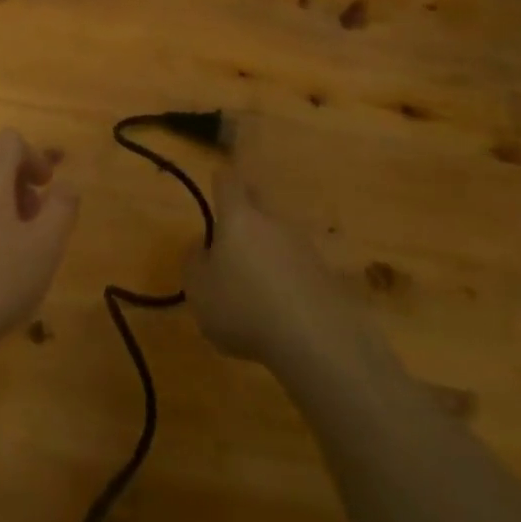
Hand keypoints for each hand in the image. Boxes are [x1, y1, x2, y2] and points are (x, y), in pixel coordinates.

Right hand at [185, 169, 359, 370]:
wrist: (315, 340)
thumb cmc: (243, 307)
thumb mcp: (199, 290)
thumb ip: (195, 263)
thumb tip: (203, 247)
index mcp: (238, 218)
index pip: (228, 183)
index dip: (221, 181)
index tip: (216, 184)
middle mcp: (273, 223)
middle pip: (259, 202)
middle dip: (247, 208)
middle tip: (232, 226)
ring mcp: (304, 247)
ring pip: (279, 235)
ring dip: (267, 247)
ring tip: (254, 277)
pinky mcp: (325, 275)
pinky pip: (297, 265)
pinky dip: (286, 275)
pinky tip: (279, 303)